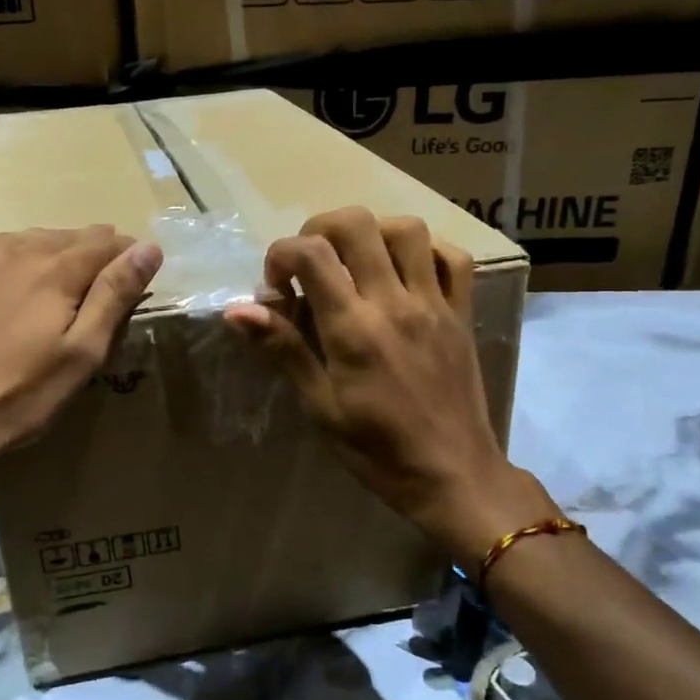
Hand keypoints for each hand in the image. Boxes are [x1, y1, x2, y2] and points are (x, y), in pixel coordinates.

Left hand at [0, 226, 162, 474]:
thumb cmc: (20, 396)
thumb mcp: (82, 354)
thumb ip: (115, 294)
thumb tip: (148, 248)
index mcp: (54, 269)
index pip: (104, 240)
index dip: (125, 253)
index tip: (132, 275)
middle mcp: (11, 250)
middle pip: (62, 237)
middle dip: (84, 256)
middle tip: (88, 291)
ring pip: (19, 242)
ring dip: (40, 257)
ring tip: (44, 292)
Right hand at [225, 207, 555, 562]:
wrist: (453, 476)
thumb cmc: (377, 451)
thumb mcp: (321, 407)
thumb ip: (284, 349)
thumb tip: (237, 310)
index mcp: (353, 329)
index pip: (311, 253)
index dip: (281, 254)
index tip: (276, 286)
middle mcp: (394, 303)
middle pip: (357, 224)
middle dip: (320, 229)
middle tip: (311, 264)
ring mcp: (434, 304)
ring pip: (407, 229)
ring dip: (372, 233)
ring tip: (355, 262)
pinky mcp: (462, 313)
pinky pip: (453, 258)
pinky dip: (425, 251)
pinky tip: (405, 273)